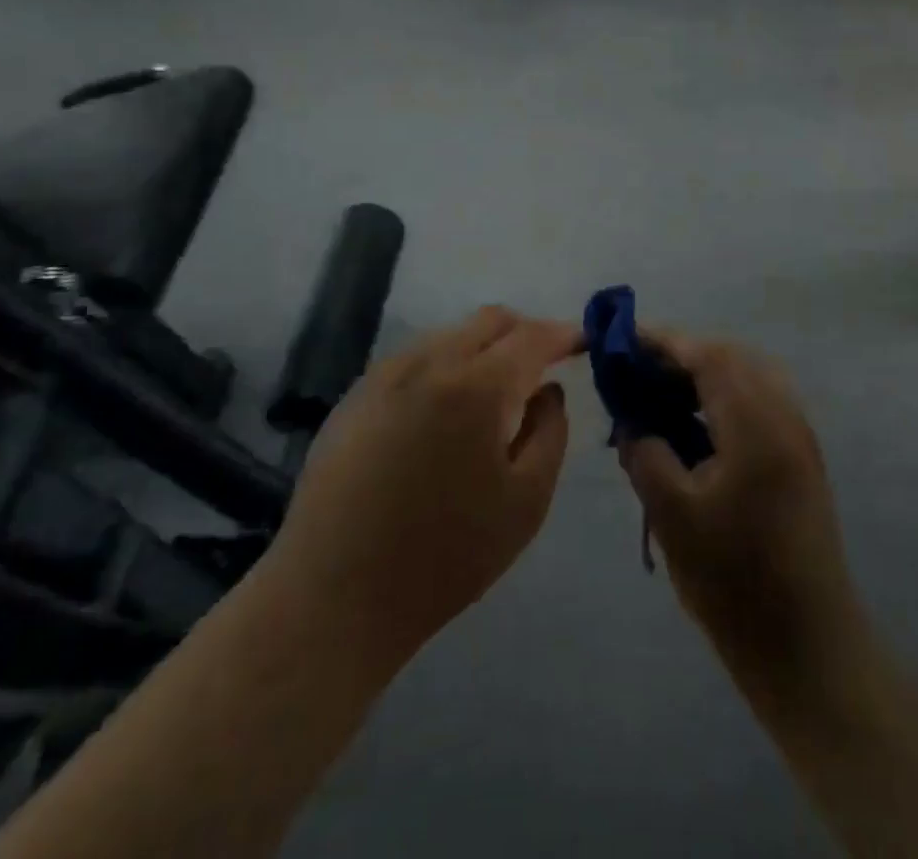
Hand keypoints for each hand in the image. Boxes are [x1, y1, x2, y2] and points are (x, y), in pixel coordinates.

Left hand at [263, 308, 575, 671]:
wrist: (333, 595)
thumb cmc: (445, 556)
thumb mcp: (526, 503)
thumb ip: (550, 433)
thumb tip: (548, 391)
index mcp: (477, 387)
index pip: (532, 337)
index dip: (564, 334)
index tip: (583, 342)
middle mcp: (430, 362)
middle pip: (490, 321)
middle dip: (525, 332)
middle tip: (544, 365)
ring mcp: (386, 374)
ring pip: (450, 335)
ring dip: (484, 348)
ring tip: (495, 392)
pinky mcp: (356, 395)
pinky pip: (416, 358)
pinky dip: (446, 365)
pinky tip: (445, 411)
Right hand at [618, 334, 863, 680]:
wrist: (808, 646)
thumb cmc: (734, 581)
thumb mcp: (673, 514)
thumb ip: (646, 453)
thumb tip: (633, 423)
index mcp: (757, 424)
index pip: (708, 355)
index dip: (664, 341)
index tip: (623, 340)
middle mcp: (785, 416)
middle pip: (732, 357)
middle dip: (683, 354)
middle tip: (639, 371)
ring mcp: (799, 437)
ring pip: (750, 377)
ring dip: (706, 374)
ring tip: (662, 395)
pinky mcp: (802, 459)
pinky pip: (761, 402)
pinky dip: (725, 397)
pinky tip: (696, 425)